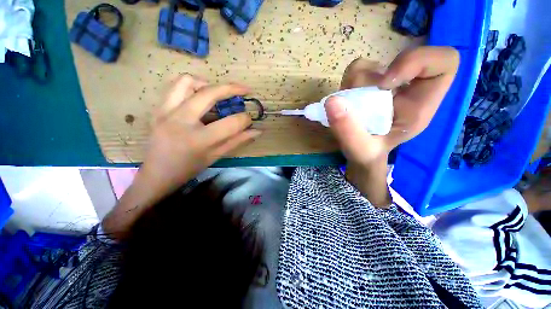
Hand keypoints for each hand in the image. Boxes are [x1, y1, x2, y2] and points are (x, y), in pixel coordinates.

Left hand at [139, 75, 261, 199]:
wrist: (156, 173)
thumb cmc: (189, 168)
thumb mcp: (216, 156)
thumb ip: (238, 141)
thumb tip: (257, 131)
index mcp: (199, 139)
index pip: (230, 123)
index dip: (245, 119)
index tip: (249, 119)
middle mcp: (181, 120)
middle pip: (210, 93)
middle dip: (233, 89)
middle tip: (245, 90)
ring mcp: (166, 111)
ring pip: (188, 81)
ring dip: (208, 84)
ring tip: (217, 94)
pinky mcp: (158, 108)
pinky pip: (175, 87)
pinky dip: (191, 86)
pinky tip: (199, 98)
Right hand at [327, 46, 459, 166]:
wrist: (360, 153)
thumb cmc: (367, 154)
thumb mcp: (360, 150)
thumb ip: (348, 131)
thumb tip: (332, 102)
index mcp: (421, 104)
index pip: (445, 61)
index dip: (418, 61)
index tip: (385, 84)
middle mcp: (407, 89)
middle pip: (400, 57)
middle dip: (371, 80)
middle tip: (358, 102)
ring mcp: (386, 84)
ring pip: (371, 65)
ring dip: (353, 86)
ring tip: (349, 109)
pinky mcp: (369, 83)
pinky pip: (356, 71)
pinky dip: (346, 85)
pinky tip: (346, 103)